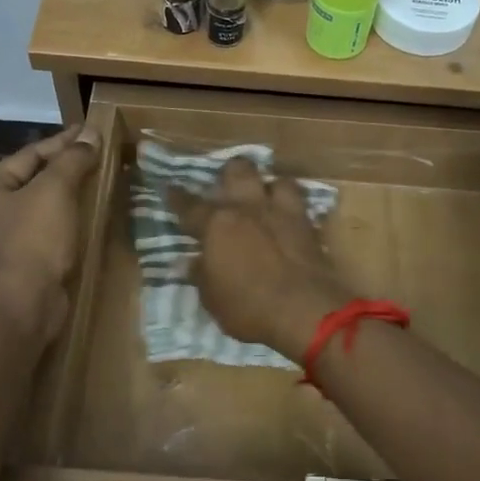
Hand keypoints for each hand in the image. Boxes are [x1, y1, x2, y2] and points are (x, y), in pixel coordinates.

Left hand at [0, 124, 101, 339]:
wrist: (23, 305)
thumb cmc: (33, 240)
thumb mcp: (55, 191)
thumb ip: (72, 160)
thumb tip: (90, 134)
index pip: (29, 155)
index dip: (62, 142)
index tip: (91, 133)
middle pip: (31, 180)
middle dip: (64, 169)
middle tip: (96, 158)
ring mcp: (0, 243)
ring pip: (38, 209)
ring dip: (66, 198)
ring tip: (96, 187)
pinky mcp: (18, 266)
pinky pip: (44, 234)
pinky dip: (64, 224)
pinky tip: (85, 222)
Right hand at [168, 158, 350, 360]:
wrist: (305, 310)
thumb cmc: (249, 307)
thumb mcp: (212, 298)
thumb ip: (200, 275)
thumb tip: (190, 262)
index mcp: (216, 224)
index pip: (189, 205)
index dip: (177, 197)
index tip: (171, 188)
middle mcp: (248, 208)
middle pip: (237, 170)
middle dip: (229, 174)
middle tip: (226, 187)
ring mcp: (282, 212)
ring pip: (275, 179)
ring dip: (268, 186)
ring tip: (264, 199)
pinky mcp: (308, 224)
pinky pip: (299, 202)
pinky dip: (291, 206)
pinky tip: (287, 217)